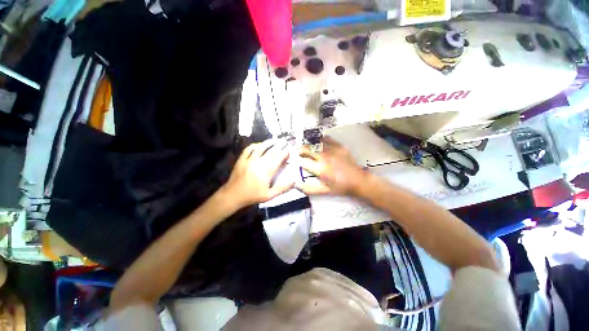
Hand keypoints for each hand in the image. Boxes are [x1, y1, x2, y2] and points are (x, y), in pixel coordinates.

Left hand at [222, 139, 293, 208]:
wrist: (233, 195)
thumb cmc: (253, 196)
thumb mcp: (270, 196)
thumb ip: (282, 188)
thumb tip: (294, 180)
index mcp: (266, 171)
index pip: (278, 158)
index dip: (285, 152)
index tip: (290, 148)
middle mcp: (258, 163)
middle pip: (271, 151)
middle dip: (279, 145)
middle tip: (285, 141)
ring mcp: (249, 160)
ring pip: (260, 148)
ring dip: (269, 143)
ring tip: (275, 140)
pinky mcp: (241, 159)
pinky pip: (248, 149)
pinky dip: (255, 145)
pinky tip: (260, 144)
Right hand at [296, 137, 366, 195]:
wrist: (358, 180)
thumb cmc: (341, 187)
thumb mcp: (324, 190)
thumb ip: (309, 189)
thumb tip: (296, 185)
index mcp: (320, 169)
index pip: (303, 161)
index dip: (297, 160)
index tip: (295, 160)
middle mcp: (324, 157)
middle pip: (308, 149)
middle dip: (301, 150)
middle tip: (299, 151)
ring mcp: (332, 150)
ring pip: (316, 143)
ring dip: (309, 143)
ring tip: (306, 145)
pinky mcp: (339, 146)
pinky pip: (327, 139)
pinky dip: (320, 139)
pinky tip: (318, 141)